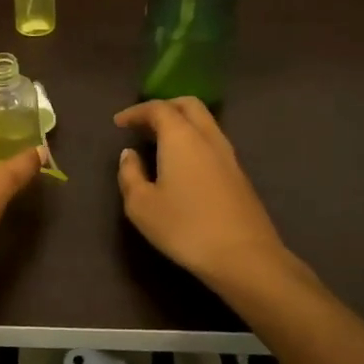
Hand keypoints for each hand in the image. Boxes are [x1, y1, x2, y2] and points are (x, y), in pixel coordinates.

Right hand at [113, 97, 308, 291]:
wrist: (244, 257)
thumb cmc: (185, 228)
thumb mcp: (141, 205)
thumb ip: (130, 174)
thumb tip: (129, 154)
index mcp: (181, 137)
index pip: (158, 109)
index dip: (136, 111)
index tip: (119, 123)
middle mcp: (207, 137)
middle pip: (188, 105)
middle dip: (164, 108)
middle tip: (143, 124)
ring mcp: (228, 155)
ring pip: (205, 123)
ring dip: (181, 124)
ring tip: (159, 143)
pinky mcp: (239, 175)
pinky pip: (212, 143)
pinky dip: (194, 141)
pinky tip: (182, 165)